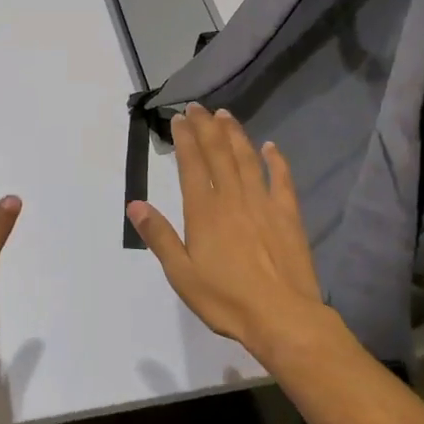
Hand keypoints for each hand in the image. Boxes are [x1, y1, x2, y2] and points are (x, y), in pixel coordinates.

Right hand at [125, 104, 333, 356]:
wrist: (282, 316)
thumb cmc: (225, 298)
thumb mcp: (181, 273)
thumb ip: (159, 236)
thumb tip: (135, 204)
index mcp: (204, 211)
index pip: (191, 164)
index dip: (184, 139)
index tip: (178, 118)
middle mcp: (232, 198)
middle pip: (218, 153)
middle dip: (206, 127)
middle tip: (198, 107)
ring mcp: (263, 203)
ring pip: (247, 159)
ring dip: (235, 134)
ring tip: (225, 115)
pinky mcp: (288, 215)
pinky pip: (281, 179)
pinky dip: (276, 160)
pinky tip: (271, 147)